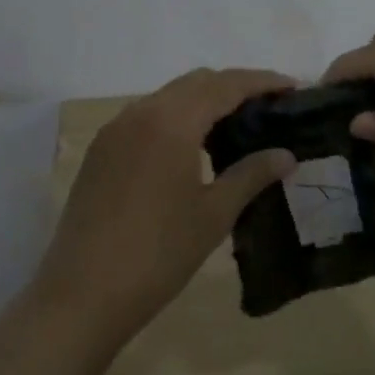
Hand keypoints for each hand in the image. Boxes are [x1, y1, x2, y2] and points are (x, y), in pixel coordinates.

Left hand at [34, 67, 297, 343]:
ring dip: (202, 100)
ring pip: (168, 96)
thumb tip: (286, 155)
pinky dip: (175, 117)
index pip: (225, 85)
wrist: (83, 293)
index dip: (261, 81)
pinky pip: (146, 116)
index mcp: (172, 121)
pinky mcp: (102, 149)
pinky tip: (190, 146)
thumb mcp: (213, 215)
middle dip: (233, 86)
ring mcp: (116, 129)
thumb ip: (251, 175)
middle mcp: (141, 112)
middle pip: (196, 82)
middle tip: (267, 106)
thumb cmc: (158, 254)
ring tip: (234, 125)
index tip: (291, 85)